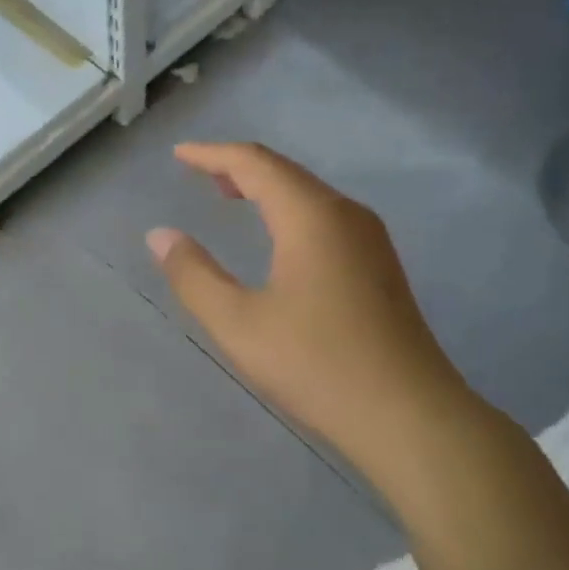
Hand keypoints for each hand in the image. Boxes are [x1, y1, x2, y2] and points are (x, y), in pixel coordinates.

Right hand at [147, 142, 472, 461]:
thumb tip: (160, 235)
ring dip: (267, 189)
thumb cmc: (315, 365)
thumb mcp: (238, 323)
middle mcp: (346, 215)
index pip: (255, 164)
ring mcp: (370, 241)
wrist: (408, 415)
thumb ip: (194, 275)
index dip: (213, 154)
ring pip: (310, 195)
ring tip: (231, 196)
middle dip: (240, 167)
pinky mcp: (380, 267)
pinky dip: (290, 212)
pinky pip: (326, 218)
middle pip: (286, 173)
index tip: (179, 154)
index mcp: (311, 217)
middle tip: (200, 172)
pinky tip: (279, 238)